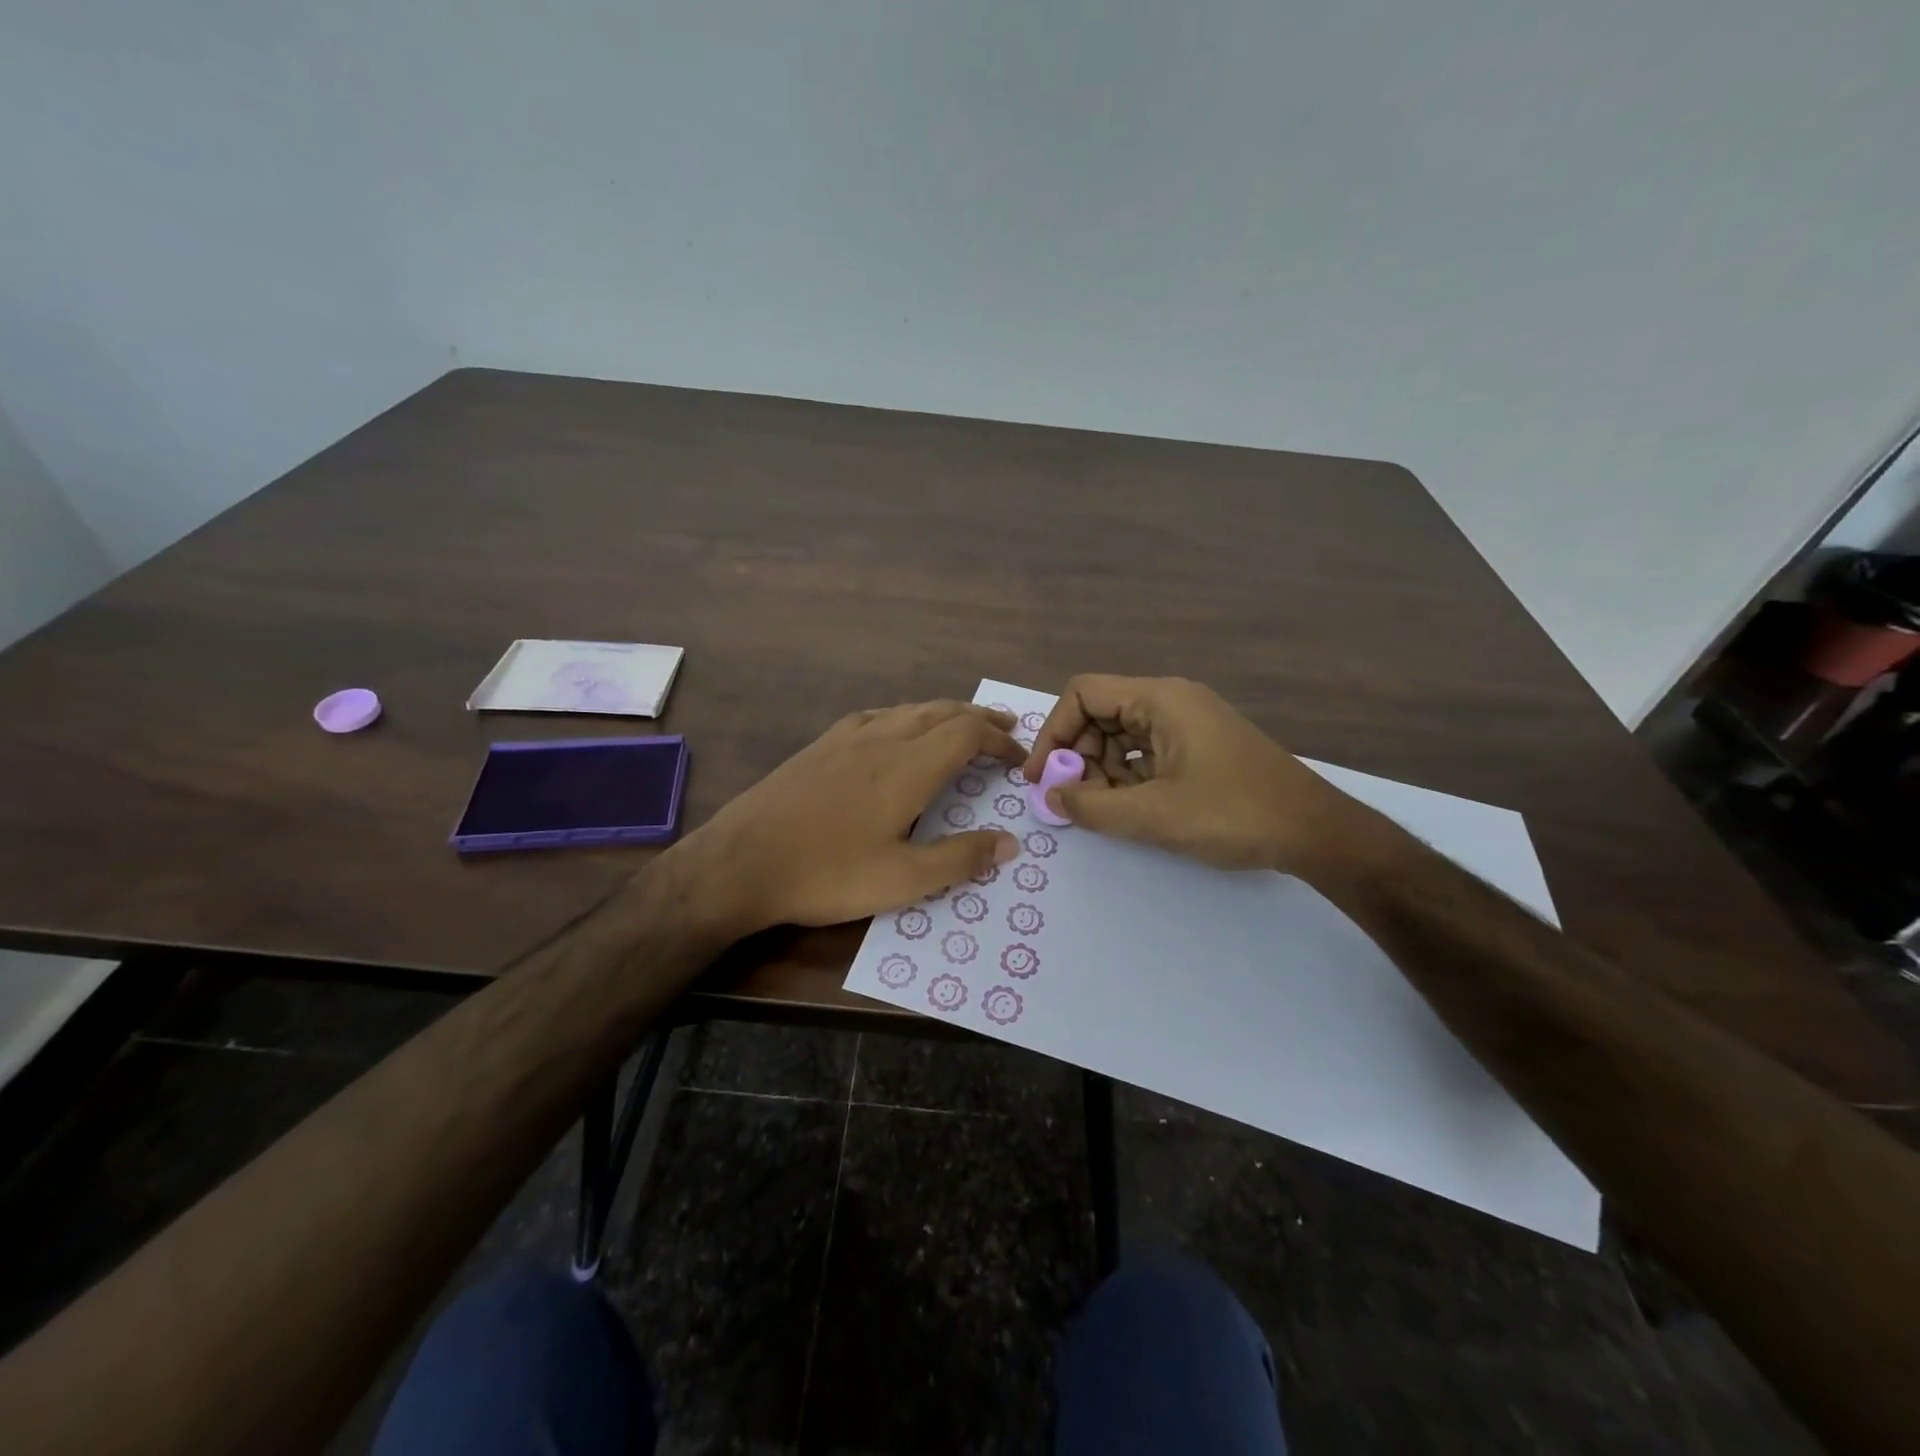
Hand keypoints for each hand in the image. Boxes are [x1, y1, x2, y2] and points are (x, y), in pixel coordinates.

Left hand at [687, 701, 1024, 933]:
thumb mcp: (902, 880)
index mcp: (907, 768)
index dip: (999, 741)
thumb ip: (959, 858)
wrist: (740, 862)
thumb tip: (1010, 843)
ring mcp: (845, 739)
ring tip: (960, 724)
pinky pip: (875, 716)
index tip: (1018, 759)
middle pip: (940, 712)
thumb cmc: (827, 874)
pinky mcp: (819, 747)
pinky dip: (904, 716)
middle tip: (1004, 728)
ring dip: (942, 713)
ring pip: (907, 709)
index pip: (967, 734)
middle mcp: (881, 740)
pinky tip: (895, 730)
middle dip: (978, 718)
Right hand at [1022, 675, 1371, 874]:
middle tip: (1073, 799)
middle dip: (1077, 755)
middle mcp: (1172, 700)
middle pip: (1100, 713)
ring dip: (1101, 769)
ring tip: (1103, 808)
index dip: (1053, 732)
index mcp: (1161, 699)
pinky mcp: (1199, 746)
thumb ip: (1092, 806)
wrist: (1315, 832)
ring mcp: (1188, 723)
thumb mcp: (1154, 815)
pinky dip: (1127, 776)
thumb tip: (1051, 796)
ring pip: (1121, 735)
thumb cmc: (1233, 814)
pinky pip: (1146, 751)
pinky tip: (1131, 807)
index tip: (1040, 777)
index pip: (1083, 693)